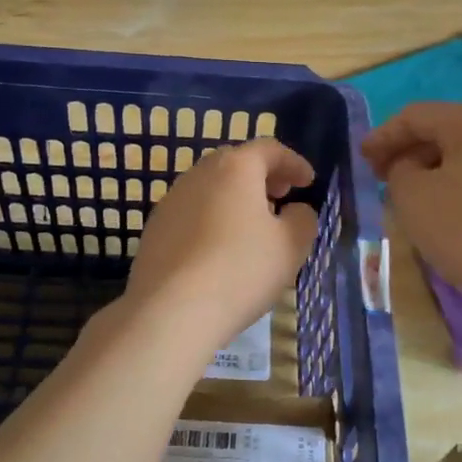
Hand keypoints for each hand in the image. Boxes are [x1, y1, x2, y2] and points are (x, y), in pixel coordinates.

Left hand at [121, 138, 320, 355]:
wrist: (169, 311)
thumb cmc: (240, 270)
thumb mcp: (290, 246)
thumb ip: (303, 219)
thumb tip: (295, 210)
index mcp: (235, 168)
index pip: (269, 149)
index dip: (294, 163)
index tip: (308, 183)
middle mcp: (198, 174)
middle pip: (235, 163)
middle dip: (262, 177)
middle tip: (280, 198)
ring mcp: (170, 201)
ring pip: (210, 188)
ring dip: (234, 198)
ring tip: (252, 227)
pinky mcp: (154, 230)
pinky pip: (191, 213)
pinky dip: (211, 219)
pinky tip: (219, 250)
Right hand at [362, 102, 461, 312]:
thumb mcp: (410, 194)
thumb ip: (400, 168)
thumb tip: (414, 168)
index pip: (417, 116)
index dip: (383, 136)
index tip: (362, 159)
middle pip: (446, 130)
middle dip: (410, 151)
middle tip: (383, 176)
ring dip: (436, 168)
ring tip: (412, 194)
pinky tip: (448, 206)